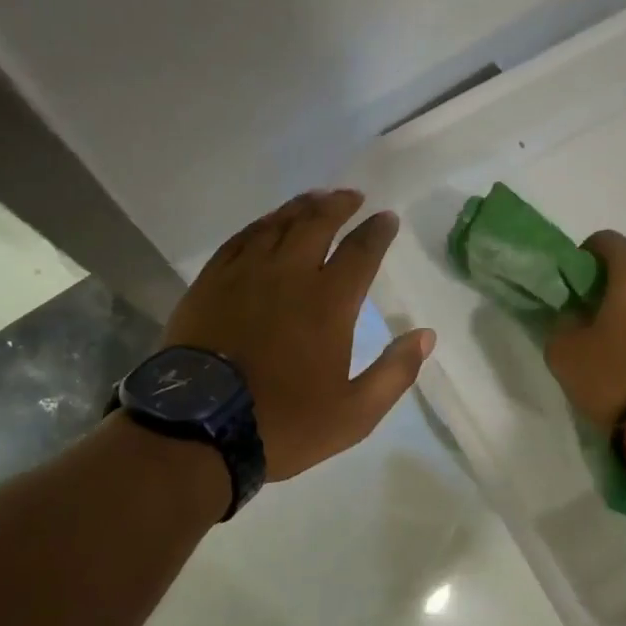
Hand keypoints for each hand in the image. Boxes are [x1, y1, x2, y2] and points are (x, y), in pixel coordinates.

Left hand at [163, 189, 434, 481]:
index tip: (386, 219)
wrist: (199, 428)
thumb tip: (426, 335)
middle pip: (317, 223)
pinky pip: (241, 238)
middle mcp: (289, 275)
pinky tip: (268, 223)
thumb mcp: (354, 414)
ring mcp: (245, 273)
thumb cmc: (284, 423)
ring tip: (316, 198)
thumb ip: (395, 372)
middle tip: (353, 196)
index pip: (361, 251)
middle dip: (339, 205)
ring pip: (278, 224)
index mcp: (329, 303)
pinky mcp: (211, 281)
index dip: (377, 231)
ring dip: (302, 207)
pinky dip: (261, 224)